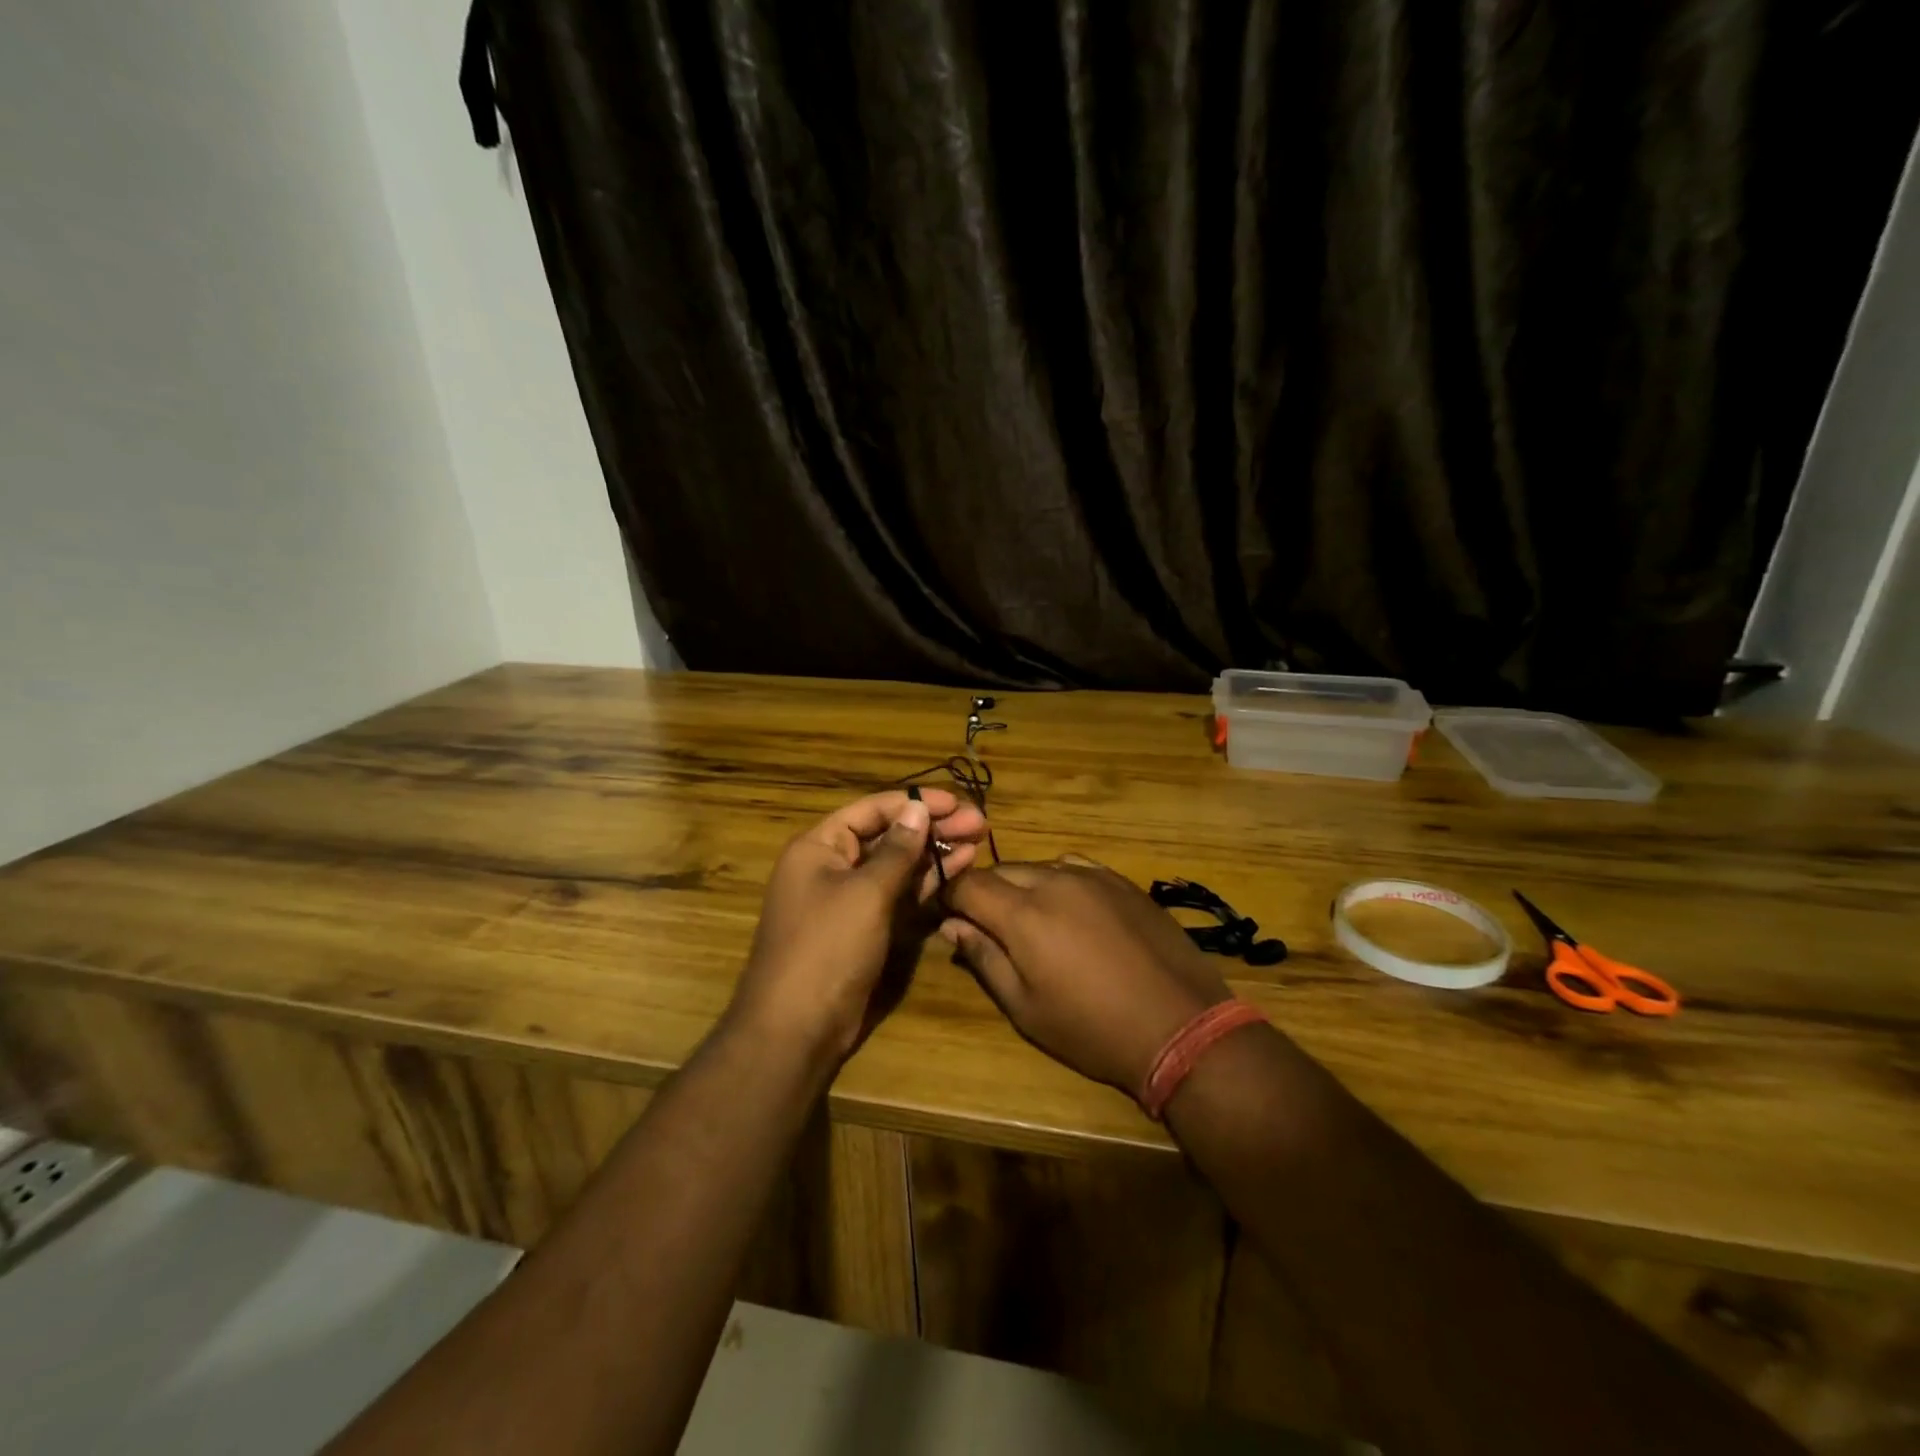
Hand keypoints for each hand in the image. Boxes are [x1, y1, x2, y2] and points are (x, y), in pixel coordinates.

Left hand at [728, 789, 986, 1066]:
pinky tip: (959, 869)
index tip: (957, 802)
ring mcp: (850, 898)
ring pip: (897, 864)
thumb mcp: (866, 893)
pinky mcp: (866, 926)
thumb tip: (917, 810)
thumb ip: (896, 850)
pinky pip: (898, 894)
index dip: (915, 803)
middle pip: (888, 835)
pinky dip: (926, 882)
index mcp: (819, 847)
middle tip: (979, 823)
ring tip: (978, 841)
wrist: (798, 1028)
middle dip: (932, 827)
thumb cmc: (827, 948)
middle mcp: (832, 865)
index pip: (872, 809)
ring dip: (935, 852)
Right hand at [939, 857, 1233, 1094]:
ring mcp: (1092, 876)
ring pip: (1037, 866)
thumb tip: (952, 926)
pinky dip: (1057, 881)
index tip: (946, 916)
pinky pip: (1074, 867)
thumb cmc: (1092, 1029)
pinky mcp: (1121, 880)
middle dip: (984, 892)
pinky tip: (1069, 909)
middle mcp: (1053, 881)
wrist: (1180, 1026)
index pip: (967, 884)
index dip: (949, 897)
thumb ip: (984, 958)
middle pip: (1000, 870)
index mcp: (1023, 914)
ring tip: (1030, 921)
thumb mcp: (1025, 1007)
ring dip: (1021, 886)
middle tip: (986, 925)